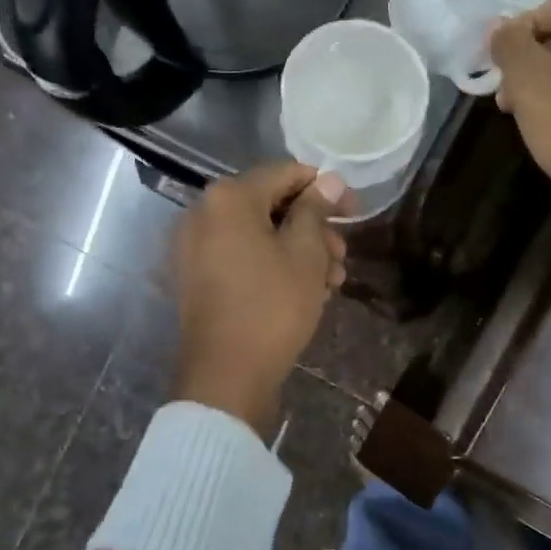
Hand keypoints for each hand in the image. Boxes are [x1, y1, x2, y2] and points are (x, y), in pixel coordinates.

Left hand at [173, 162, 348, 437]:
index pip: (285, 174)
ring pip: (258, 235)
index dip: (325, 189)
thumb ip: (316, 210)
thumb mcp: (305, 254)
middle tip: (343, 255)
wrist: (226, 375)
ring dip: (298, 251)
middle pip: (270, 205)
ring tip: (332, 280)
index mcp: (229, 198)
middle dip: (312, 227)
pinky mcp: (197, 277)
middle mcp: (204, 213)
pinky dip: (273, 265)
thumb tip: (328, 181)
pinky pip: (241, 257)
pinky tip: (305, 291)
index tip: (354, 211)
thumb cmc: (272, 307)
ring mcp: (195, 247)